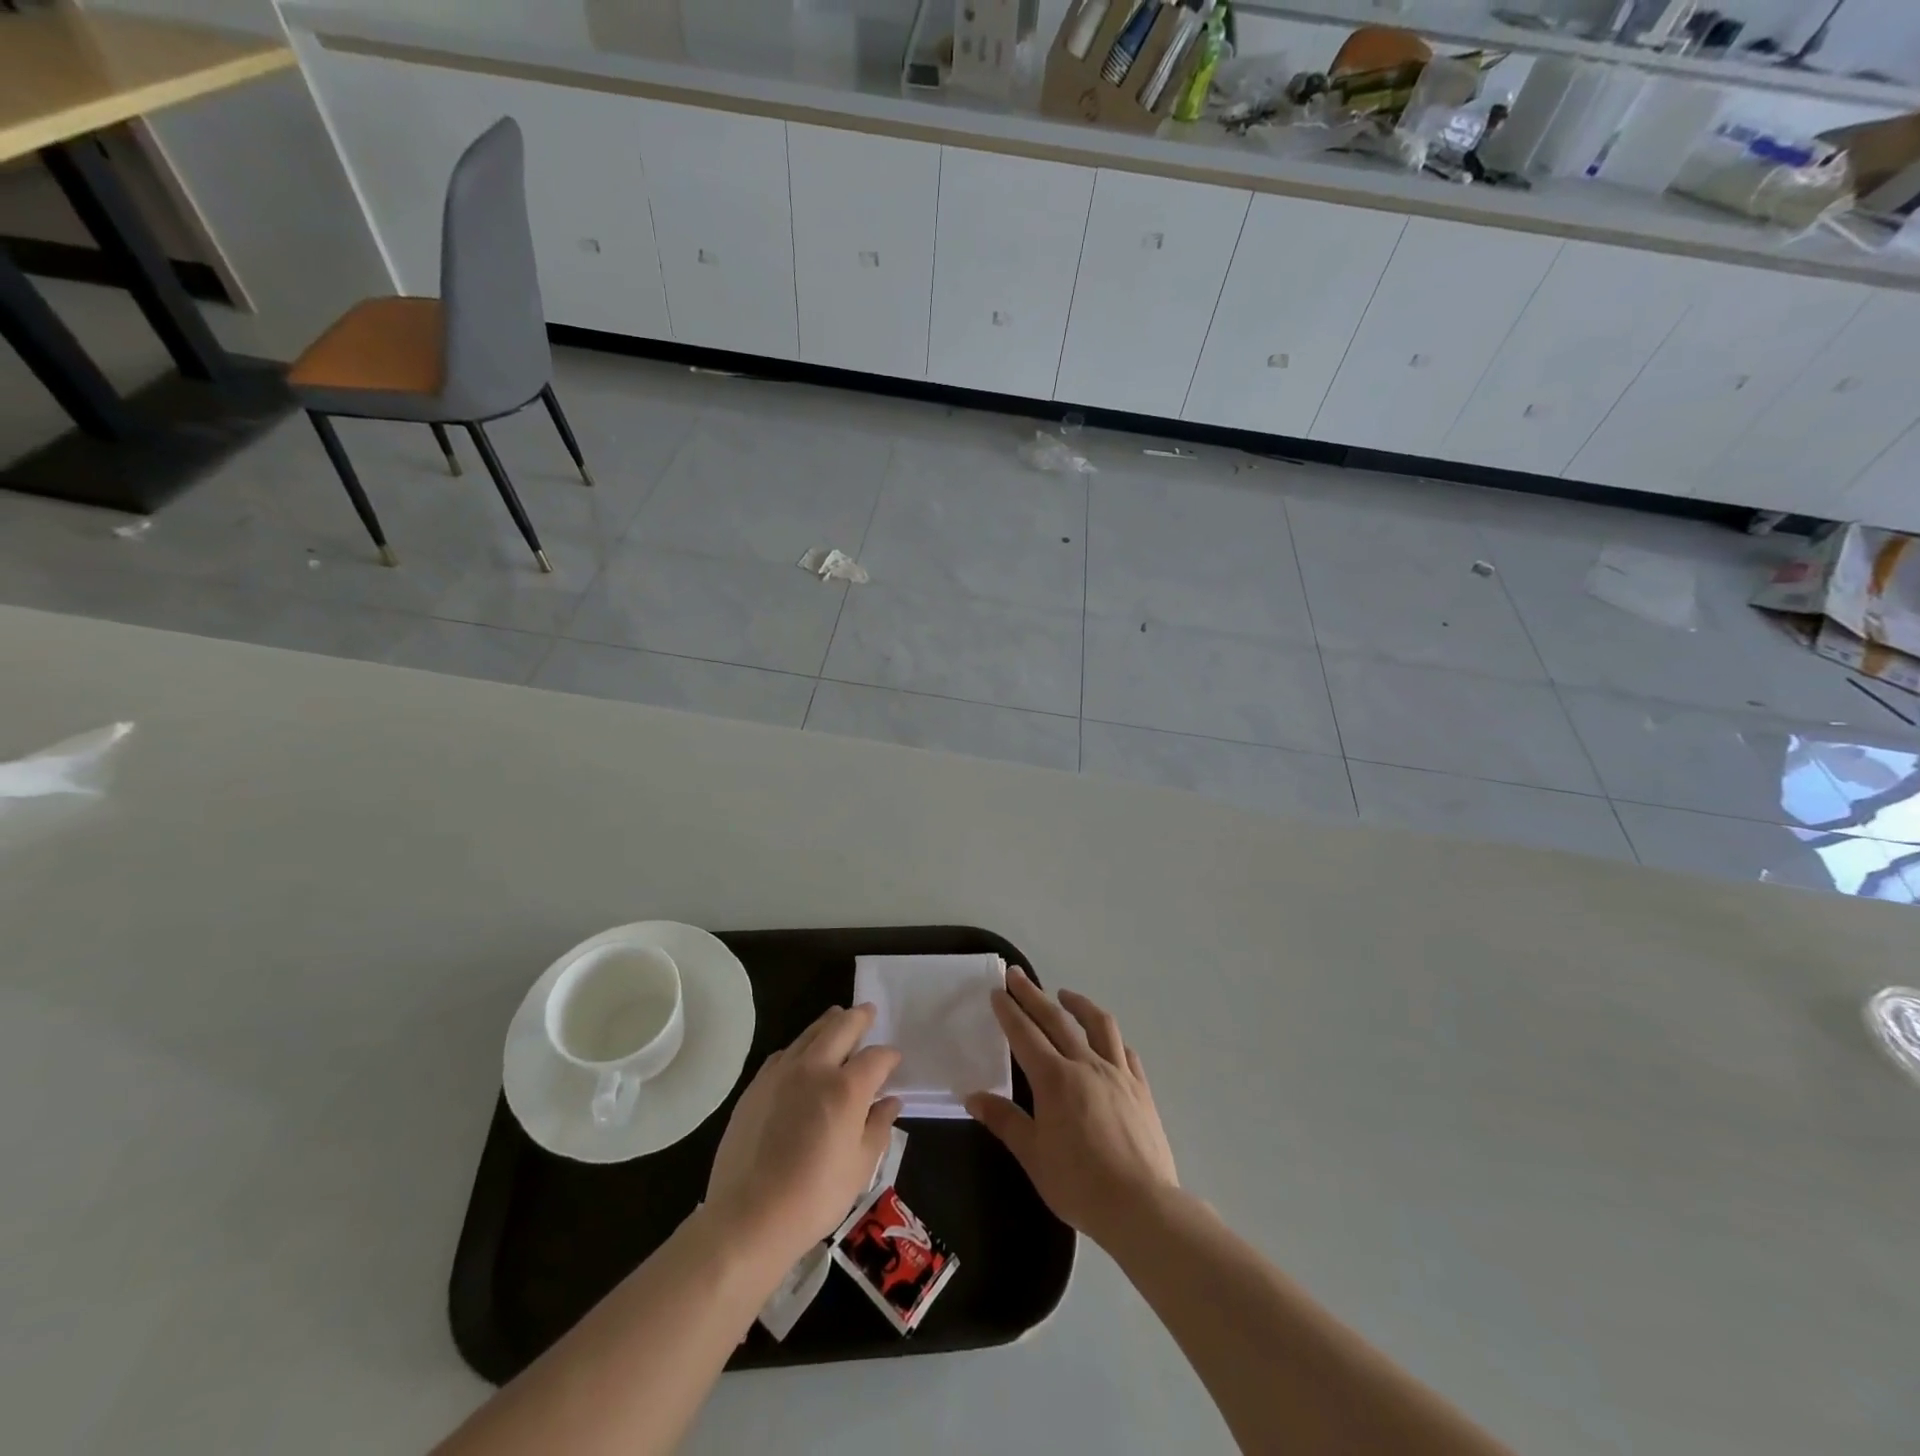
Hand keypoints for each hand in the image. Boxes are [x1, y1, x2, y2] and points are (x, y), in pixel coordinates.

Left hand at [704, 1004, 902, 1268]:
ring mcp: (781, 1073)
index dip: (889, 1056)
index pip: (876, 1057)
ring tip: (837, 1018)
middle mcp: (815, 1068)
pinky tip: (802, 1055)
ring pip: (809, 1033)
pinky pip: (784, 1053)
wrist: (748, 1217)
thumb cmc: (814, 1197)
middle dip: (859, 1017)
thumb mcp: (860, 1167)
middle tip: (868, 1011)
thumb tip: (891, 1101)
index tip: (894, 1061)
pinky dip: (800, 1046)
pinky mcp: (756, 1086)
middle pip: (841, 1027)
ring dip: (828, 1023)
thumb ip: (878, 1127)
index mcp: (846, 1088)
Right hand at [966, 968, 1177, 1249]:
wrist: (1141, 1206)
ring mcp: (1117, 1073)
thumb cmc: (1079, 1183)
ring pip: (1098, 1024)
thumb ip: (1005, 1121)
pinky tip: (1107, 1041)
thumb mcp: (1033, 1156)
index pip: (1025, 1034)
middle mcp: (1085, 1065)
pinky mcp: (1140, 1088)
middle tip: (1018, 975)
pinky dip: (1111, 1038)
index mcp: (1054, 1079)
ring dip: (1078, 1004)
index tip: (999, 990)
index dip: (1010, 1011)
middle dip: (1033, 995)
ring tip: (1065, 995)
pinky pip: (1125, 1051)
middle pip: (1056, 1020)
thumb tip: (973, 1097)